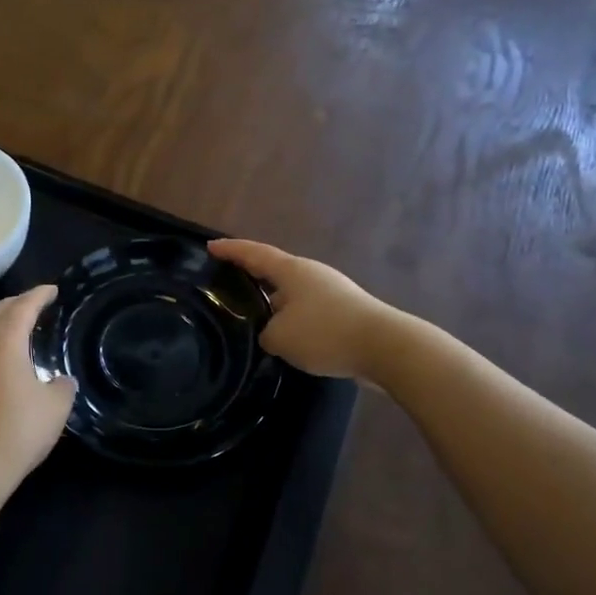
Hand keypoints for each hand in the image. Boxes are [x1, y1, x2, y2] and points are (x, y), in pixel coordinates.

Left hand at [0, 286, 76, 512]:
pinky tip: (6, 359)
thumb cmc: (18, 430)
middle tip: (38, 304)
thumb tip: (60, 380)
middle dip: (18, 304)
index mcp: (3, 341)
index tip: (53, 290)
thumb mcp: (55, 406)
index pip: (23, 306)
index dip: (40, 295)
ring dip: (2, 323)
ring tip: (23, 328)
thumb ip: (62, 385)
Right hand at [208, 239, 392, 379]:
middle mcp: (310, 274)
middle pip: (272, 271)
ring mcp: (330, 292)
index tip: (210, 246)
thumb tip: (271, 333)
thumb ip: (265, 333)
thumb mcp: (279, 337)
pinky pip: (306, 311)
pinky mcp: (343, 312)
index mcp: (291, 270)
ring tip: (252, 317)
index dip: (231, 250)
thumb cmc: (325, 333)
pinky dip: (290, 319)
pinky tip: (284, 337)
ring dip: (271, 303)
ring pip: (290, 294)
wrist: (385, 348)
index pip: (253, 253)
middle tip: (226, 284)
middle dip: (250, 276)